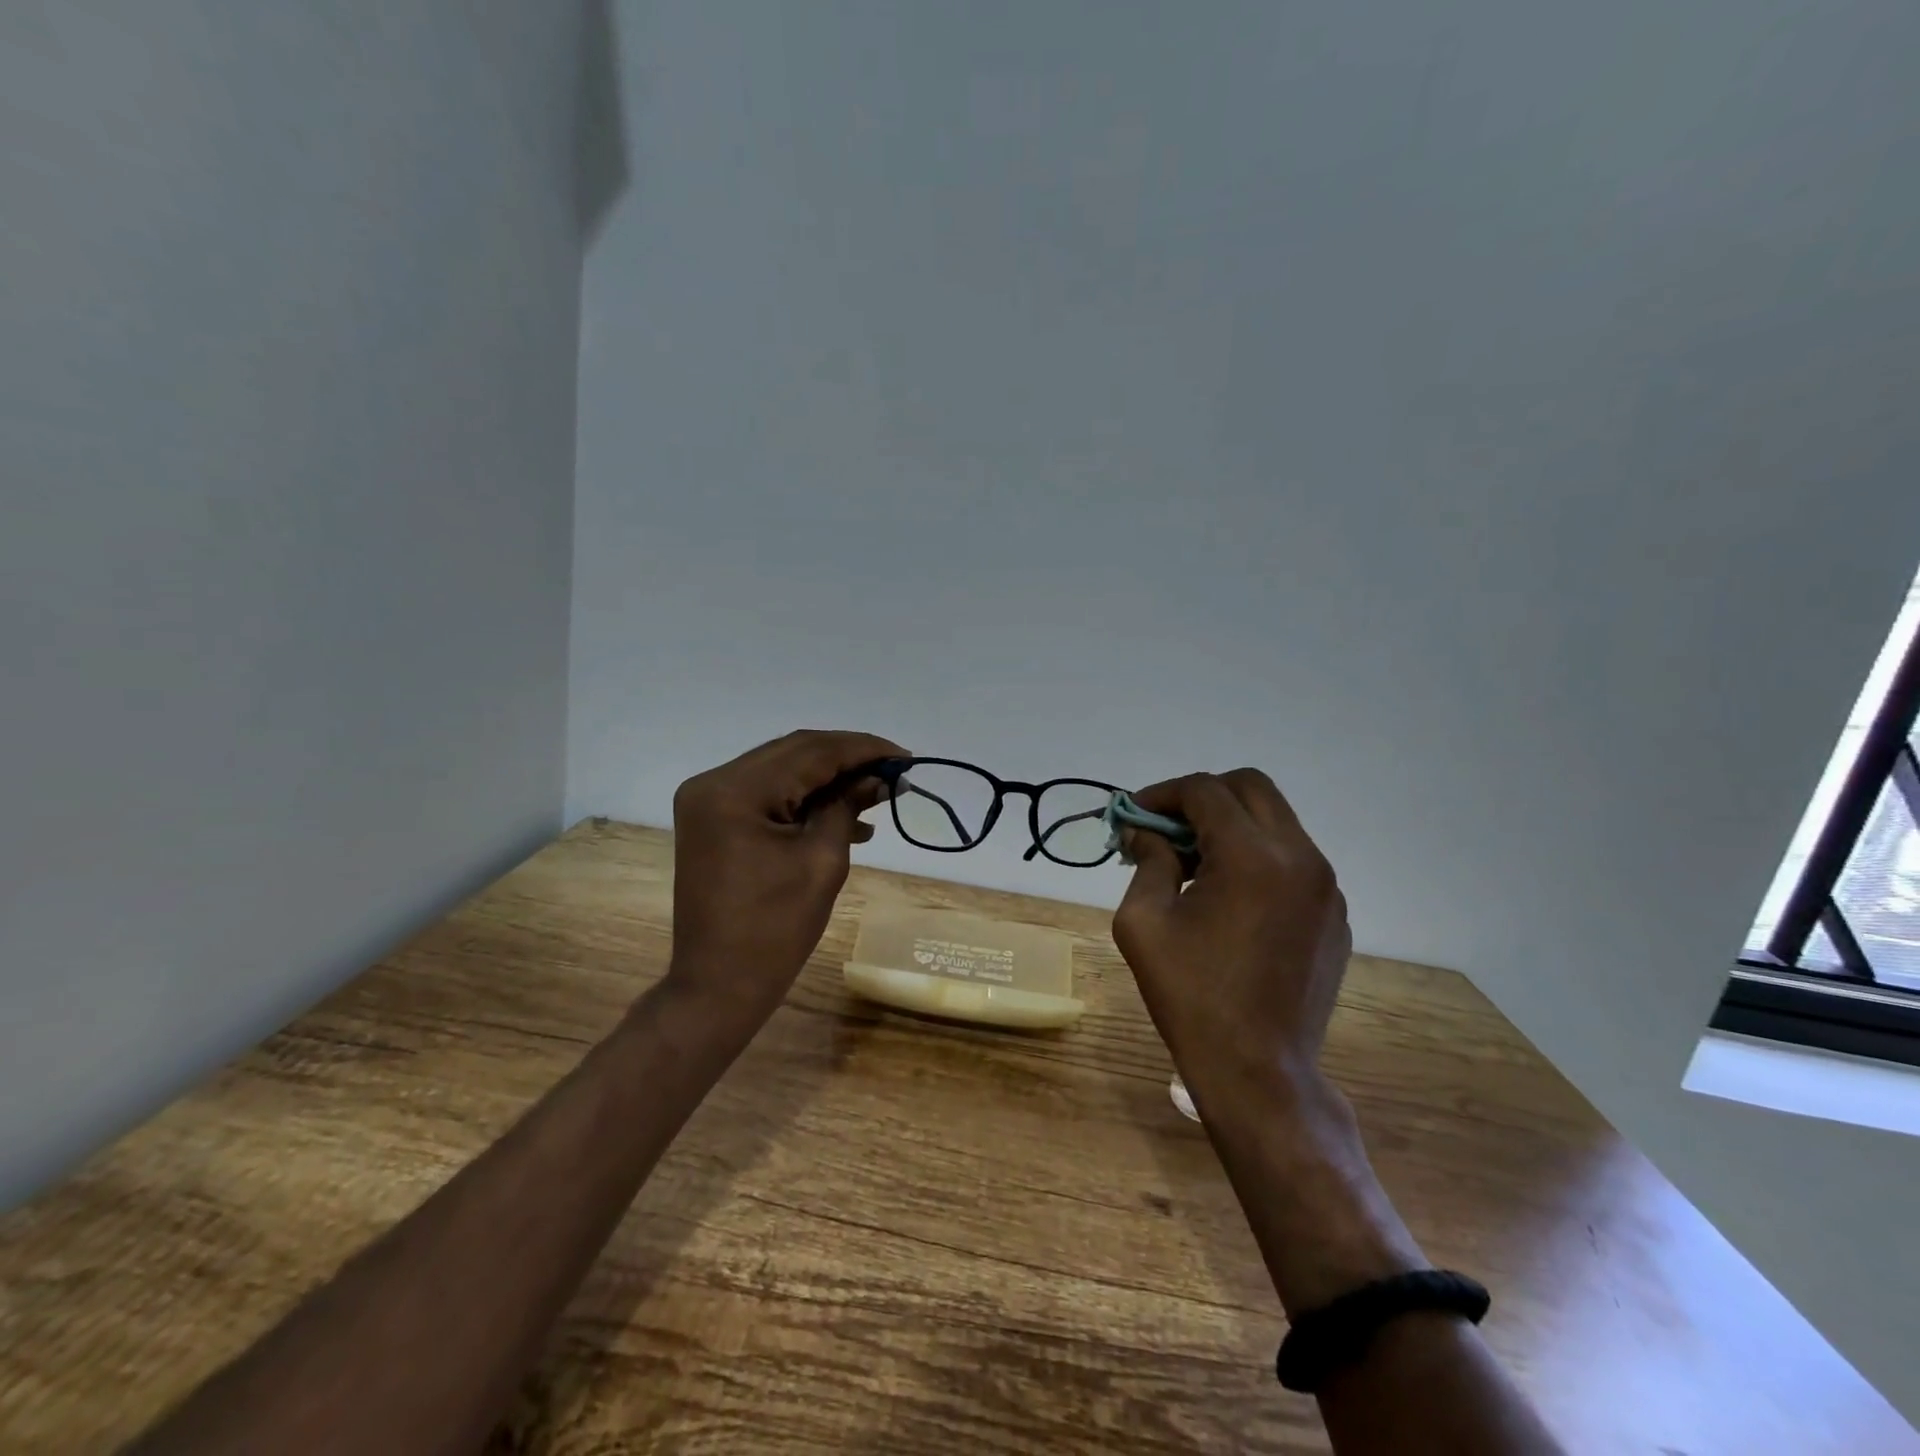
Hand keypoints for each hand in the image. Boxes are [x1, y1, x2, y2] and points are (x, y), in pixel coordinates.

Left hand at [666, 729, 906, 1034]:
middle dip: (848, 758)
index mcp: (735, 791)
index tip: (905, 756)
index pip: (810, 751)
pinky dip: (805, 798)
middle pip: (794, 753)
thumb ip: (848, 806)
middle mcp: (714, 782)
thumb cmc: (774, 930)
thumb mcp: (822, 861)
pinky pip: (768, 793)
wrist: (718, 985)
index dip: (862, 748)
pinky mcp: (714, 818)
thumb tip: (879, 777)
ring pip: (782, 769)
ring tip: (877, 793)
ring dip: (829, 777)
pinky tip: (844, 814)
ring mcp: (708, 800)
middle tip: (894, 770)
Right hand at [1111, 769, 1352, 1105]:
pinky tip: (1229, 898)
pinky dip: (1258, 857)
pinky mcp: (1335, 915)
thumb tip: (1146, 832)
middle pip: (1251, 787)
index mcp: (1252, 857)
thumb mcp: (1143, 922)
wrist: (1259, 1071)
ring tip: (1193, 863)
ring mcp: (1327, 887)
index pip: (1205, 791)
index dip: (1162, 794)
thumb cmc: (1191, 996)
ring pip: (1276, 821)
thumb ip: (1147, 861)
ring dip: (1232, 825)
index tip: (1135, 814)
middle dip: (1203, 796)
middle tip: (1168, 827)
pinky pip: (1294, 860)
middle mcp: (1300, 857)